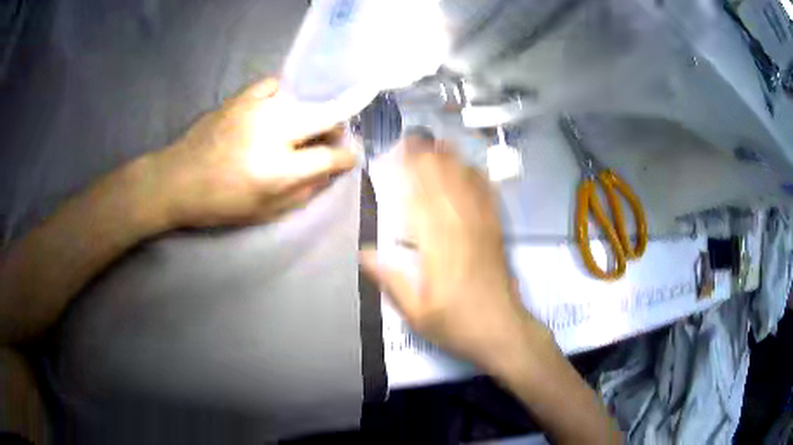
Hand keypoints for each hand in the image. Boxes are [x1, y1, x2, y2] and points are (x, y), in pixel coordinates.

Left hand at [151, 78, 356, 227]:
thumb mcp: (265, 212)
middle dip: (337, 127)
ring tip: (296, 130)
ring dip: (308, 116)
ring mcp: (256, 110)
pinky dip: (280, 96)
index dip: (345, 158)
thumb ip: (303, 192)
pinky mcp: (240, 98)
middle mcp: (273, 133)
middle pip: (326, 116)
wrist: (176, 180)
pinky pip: (273, 85)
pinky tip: (273, 109)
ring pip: (303, 101)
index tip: (347, 157)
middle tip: (332, 137)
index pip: (330, 156)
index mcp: (278, 170)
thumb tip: (328, 172)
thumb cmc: (219, 204)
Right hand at [360, 136, 550, 371]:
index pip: (423, 198)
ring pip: (468, 185)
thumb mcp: (416, 313)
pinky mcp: (497, 233)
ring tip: (439, 143)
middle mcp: (463, 229)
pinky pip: (488, 198)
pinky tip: (473, 167)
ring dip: (453, 161)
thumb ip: (391, 281)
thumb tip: (364, 252)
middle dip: (431, 158)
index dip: (413, 170)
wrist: (503, 332)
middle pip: (446, 183)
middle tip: (415, 139)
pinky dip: (479, 179)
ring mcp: (484, 228)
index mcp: (440, 247)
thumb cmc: (457, 325)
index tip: (402, 150)